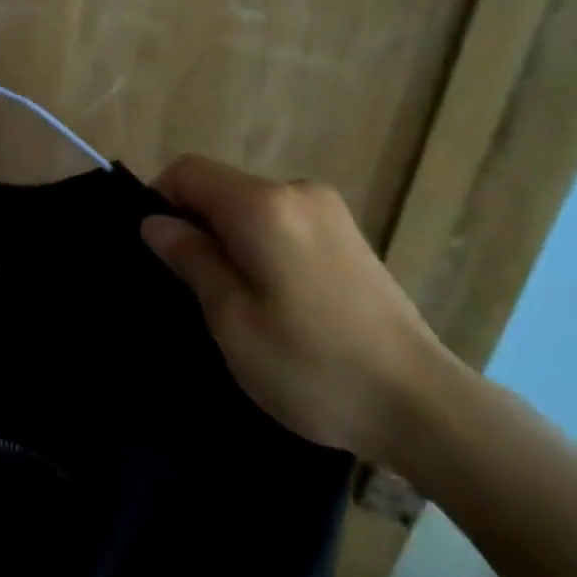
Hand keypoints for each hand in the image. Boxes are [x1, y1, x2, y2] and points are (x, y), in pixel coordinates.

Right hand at [140, 155, 454, 462]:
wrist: (421, 404)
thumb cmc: (311, 366)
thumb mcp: (232, 319)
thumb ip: (191, 259)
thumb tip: (155, 222)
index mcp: (264, 205)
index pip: (189, 171)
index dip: (159, 200)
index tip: (157, 252)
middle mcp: (298, 191)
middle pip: (222, 187)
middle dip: (196, 225)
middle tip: (193, 290)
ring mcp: (330, 210)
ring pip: (252, 207)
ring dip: (229, 239)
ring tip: (236, 301)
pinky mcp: (349, 234)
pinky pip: (284, 222)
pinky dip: (262, 245)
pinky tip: (277, 298)